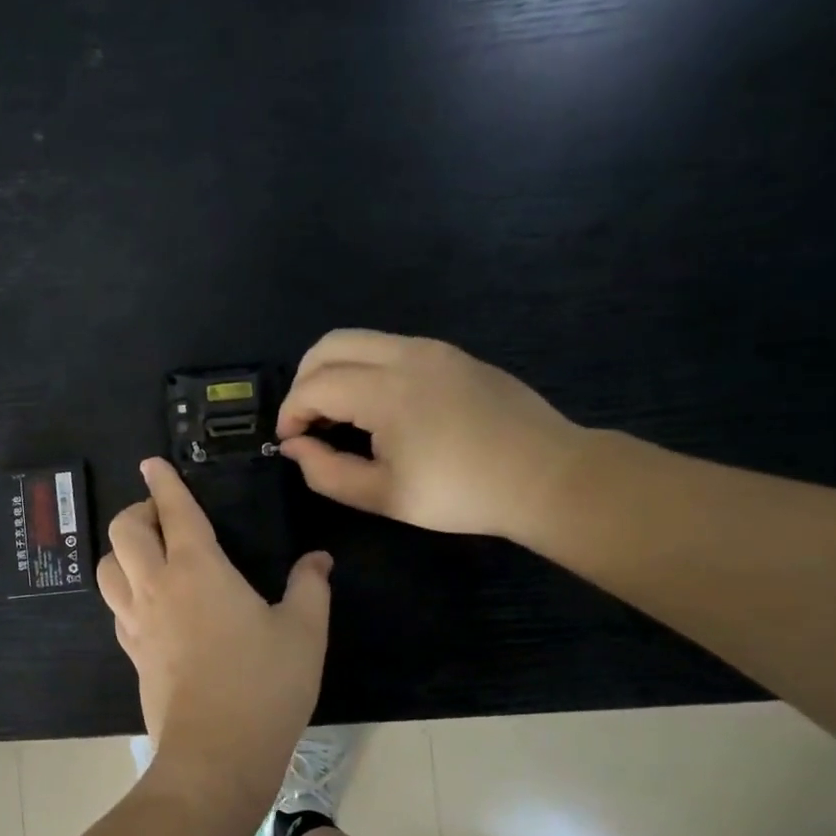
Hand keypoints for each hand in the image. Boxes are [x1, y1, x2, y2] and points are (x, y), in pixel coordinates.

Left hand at [98, 459, 332, 793]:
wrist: (216, 755)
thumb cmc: (264, 685)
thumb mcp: (304, 632)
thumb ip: (310, 587)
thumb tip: (318, 559)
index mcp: (198, 569)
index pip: (173, 510)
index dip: (163, 481)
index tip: (152, 464)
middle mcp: (157, 586)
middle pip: (123, 530)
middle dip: (138, 511)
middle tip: (165, 517)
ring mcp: (137, 621)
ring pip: (107, 567)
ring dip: (123, 550)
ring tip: (151, 555)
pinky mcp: (132, 652)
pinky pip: (116, 606)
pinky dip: (126, 590)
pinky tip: (150, 602)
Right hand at [276, 329, 586, 540]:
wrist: (545, 476)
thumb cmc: (460, 493)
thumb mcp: (384, 496)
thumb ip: (326, 472)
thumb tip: (294, 447)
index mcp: (386, 390)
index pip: (314, 385)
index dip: (290, 414)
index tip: (290, 444)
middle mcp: (405, 354)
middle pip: (329, 345)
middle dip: (304, 381)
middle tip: (307, 423)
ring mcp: (433, 349)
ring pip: (360, 340)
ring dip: (334, 371)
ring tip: (338, 416)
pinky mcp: (453, 354)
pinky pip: (390, 347)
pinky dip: (365, 368)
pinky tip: (378, 408)